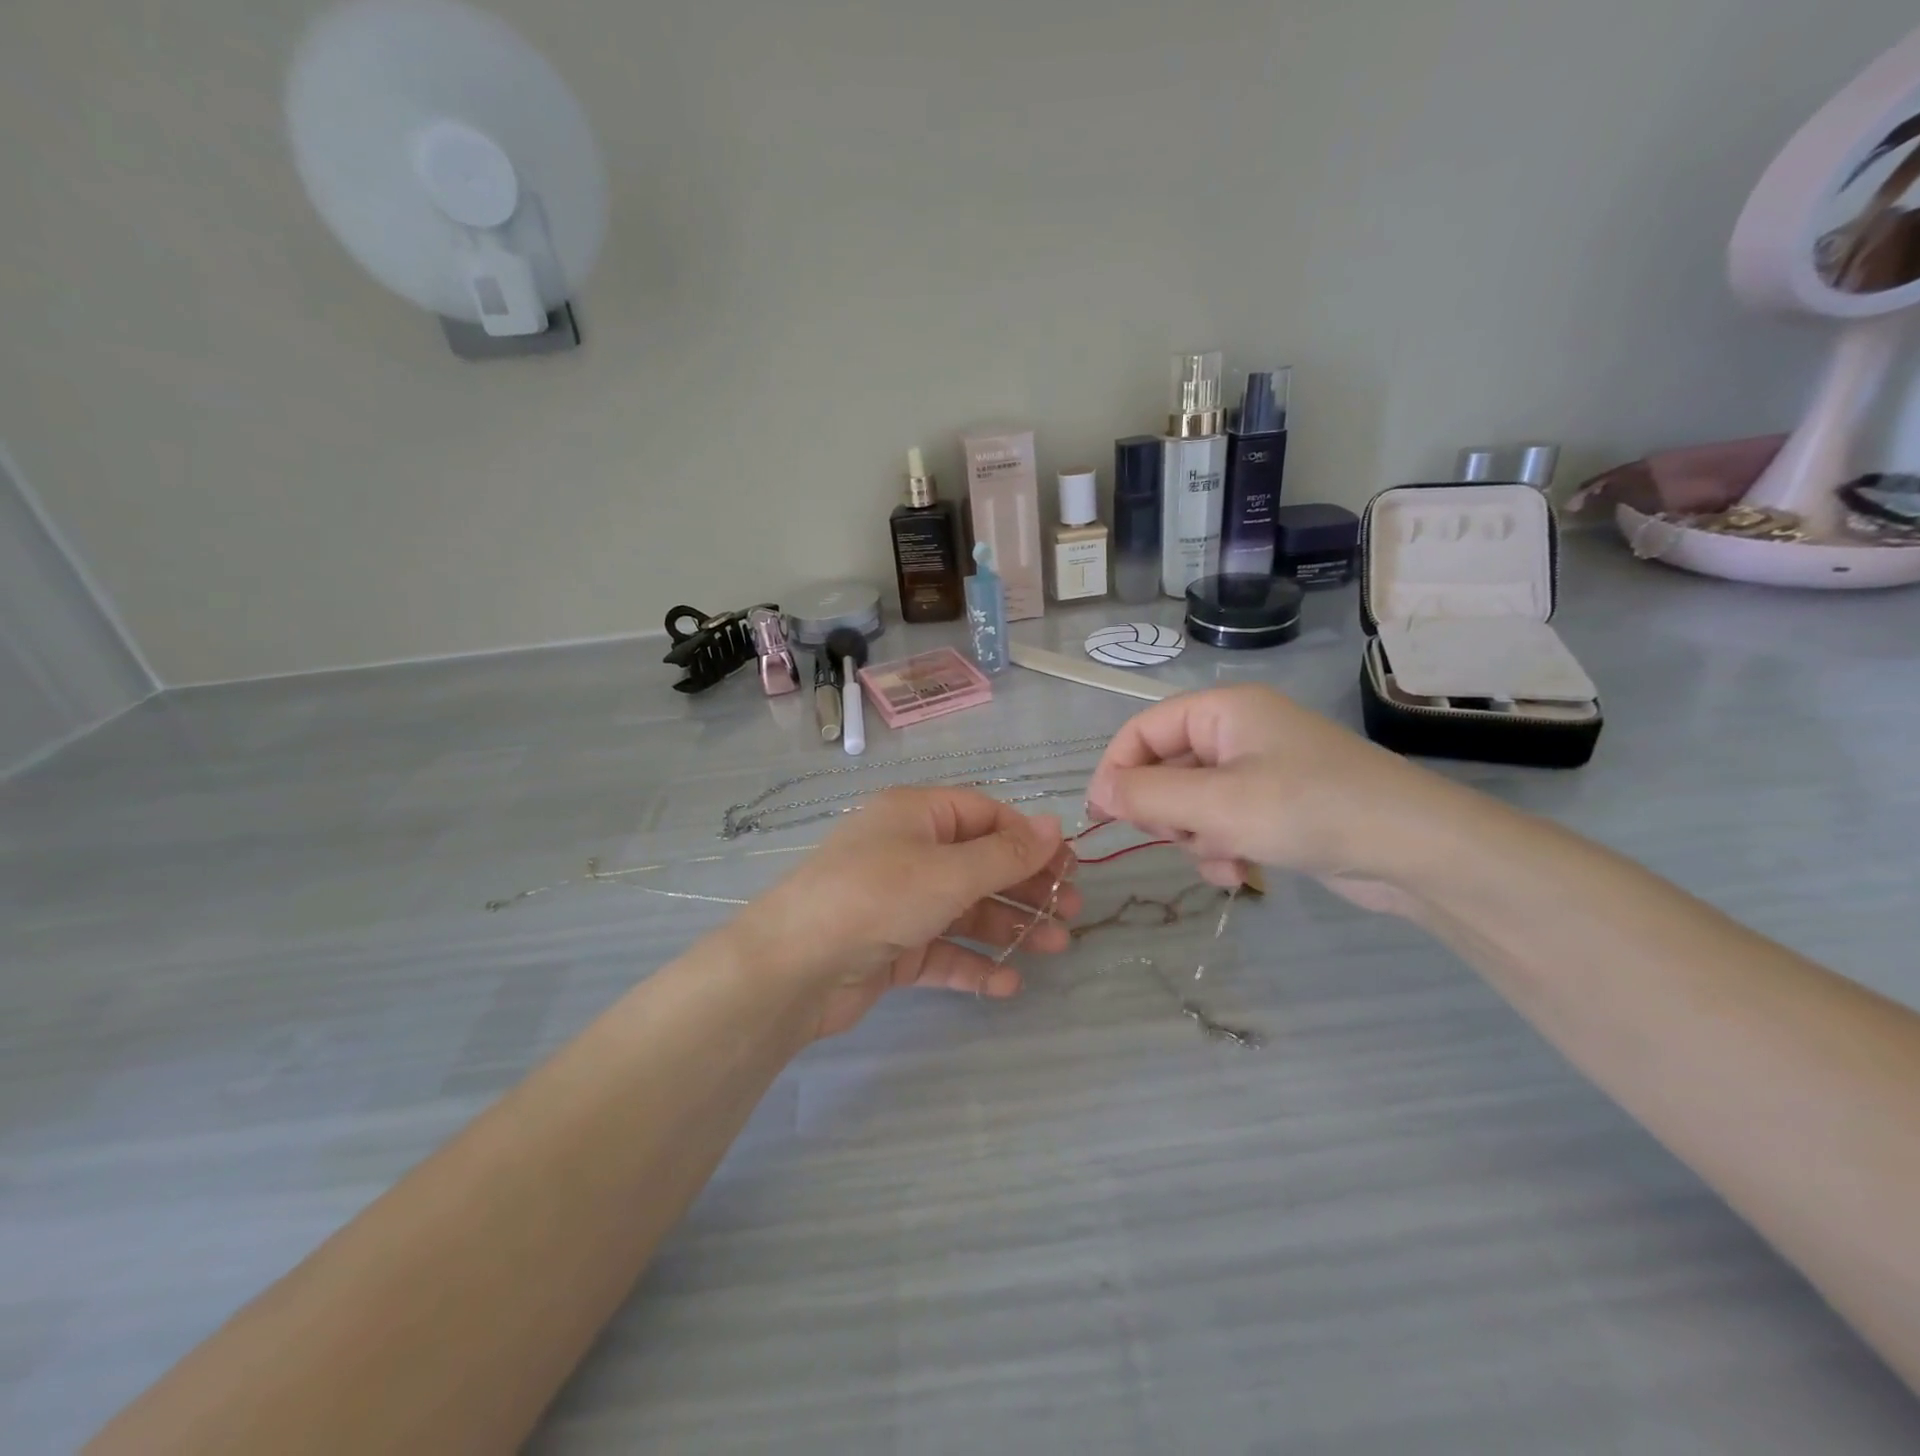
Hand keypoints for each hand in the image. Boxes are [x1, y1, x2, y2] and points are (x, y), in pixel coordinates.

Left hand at [728, 788, 1083, 1038]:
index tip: (1067, 865)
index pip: (984, 815)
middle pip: (979, 863)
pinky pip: (942, 950)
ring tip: (1054, 948)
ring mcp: (899, 902)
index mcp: (916, 816)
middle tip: (1072, 911)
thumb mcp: (948, 871)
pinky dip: (972, 964)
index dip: (1027, 838)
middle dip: (1026, 886)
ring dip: (1009, 927)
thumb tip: (1054, 825)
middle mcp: (908, 852)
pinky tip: (1006, 985)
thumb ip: (1006, 854)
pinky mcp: (891, 947)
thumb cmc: (877, 897)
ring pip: (965, 909)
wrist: (793, 967)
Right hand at [1085, 686, 1449, 914]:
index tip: (1102, 815)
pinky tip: (1241, 872)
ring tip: (1223, 857)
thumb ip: (1148, 797)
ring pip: (1191, 802)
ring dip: (1195, 836)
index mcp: (1223, 710)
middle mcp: (1238, 732)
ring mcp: (1259, 770)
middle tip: (1173, 837)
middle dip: (1165, 811)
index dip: (1117, 769)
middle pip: (1165, 767)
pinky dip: (1222, 847)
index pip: (1143, 730)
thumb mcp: (1217, 804)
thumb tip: (1098, 794)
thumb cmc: (1308, 810)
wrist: (1415, 849)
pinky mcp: (1276, 806)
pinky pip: (1223, 822)